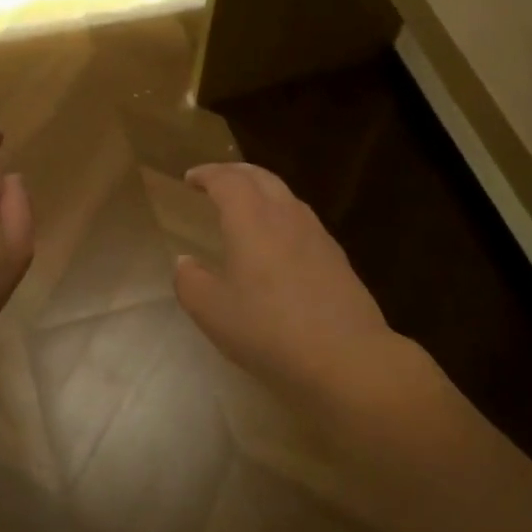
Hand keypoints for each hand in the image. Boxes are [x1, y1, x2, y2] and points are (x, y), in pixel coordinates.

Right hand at [174, 163, 402, 404]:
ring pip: (286, 197)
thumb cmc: (269, 331)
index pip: (227, 181)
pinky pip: (302, 221)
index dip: (207, 174)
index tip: (190, 179)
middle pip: (261, 178)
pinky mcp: (336, 258)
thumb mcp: (213, 312)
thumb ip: (190, 282)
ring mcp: (317, 236)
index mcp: (251, 221)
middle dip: (235, 173)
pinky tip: (278, 242)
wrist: (346, 358)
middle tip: (216, 181)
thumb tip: (185, 262)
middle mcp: (286, 217)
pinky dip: (281, 216)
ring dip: (261, 191)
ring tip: (245, 207)